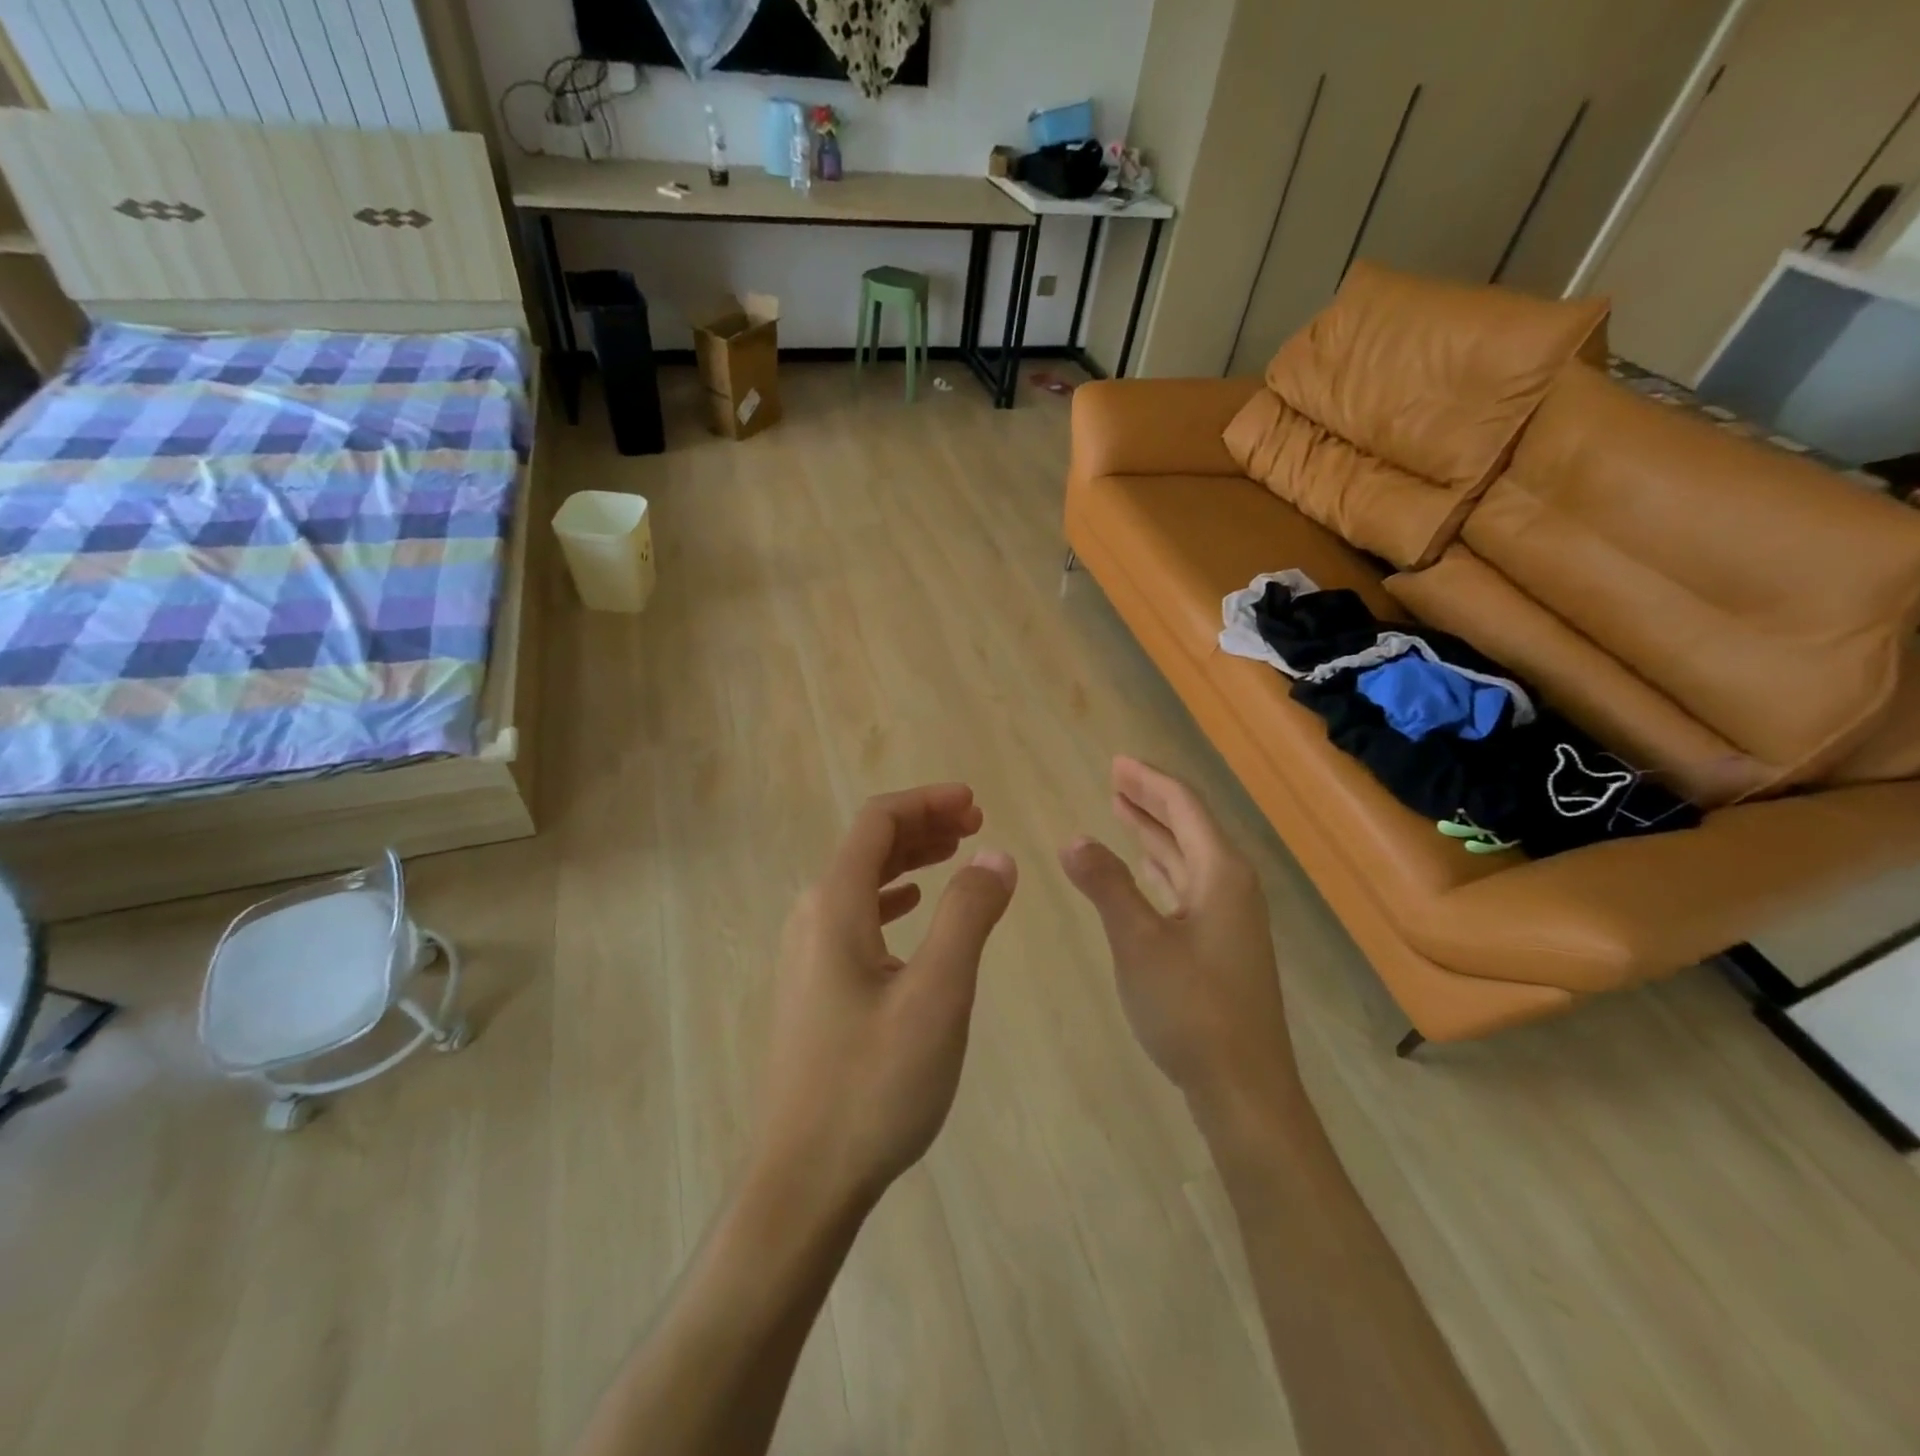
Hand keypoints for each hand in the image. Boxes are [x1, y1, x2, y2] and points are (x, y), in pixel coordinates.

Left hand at [752, 784, 1016, 1222]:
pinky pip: (855, 917)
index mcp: (834, 906)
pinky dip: (891, 896)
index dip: (927, 802)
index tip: (976, 803)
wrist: (803, 1180)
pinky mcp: (813, 986)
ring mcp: (807, 953)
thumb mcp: (937, 996)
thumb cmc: (874, 1085)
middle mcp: (811, 917)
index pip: (877, 821)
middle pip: (867, 845)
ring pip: (861, 881)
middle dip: (923, 825)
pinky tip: (912, 907)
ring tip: (956, 855)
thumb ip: (967, 916)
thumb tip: (996, 855)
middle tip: (976, 823)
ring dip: (909, 858)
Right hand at [1060, 757, 1296, 1116]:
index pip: (1184, 807)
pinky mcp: (1221, 943)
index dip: (1149, 781)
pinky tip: (1145, 868)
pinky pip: (1188, 884)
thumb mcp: (1138, 942)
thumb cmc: (1191, 1009)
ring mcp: (1229, 917)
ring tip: (1122, 809)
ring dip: (1155, 831)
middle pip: (1189, 825)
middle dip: (1151, 800)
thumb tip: (1073, 839)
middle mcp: (1231, 885)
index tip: (1116, 762)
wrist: (1243, 1088)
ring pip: (1188, 856)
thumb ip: (1106, 886)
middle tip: (1114, 777)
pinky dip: (1162, 867)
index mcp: (1221, 873)